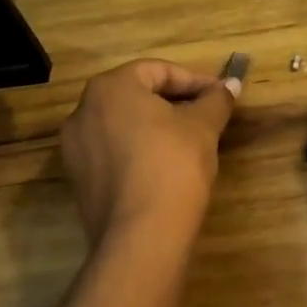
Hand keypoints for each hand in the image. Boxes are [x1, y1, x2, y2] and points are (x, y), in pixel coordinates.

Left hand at [58, 59, 239, 250]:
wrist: (142, 236)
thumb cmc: (173, 164)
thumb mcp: (203, 126)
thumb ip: (216, 100)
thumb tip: (231, 83)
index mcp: (110, 88)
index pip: (157, 70)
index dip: (193, 80)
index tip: (219, 95)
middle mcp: (83, 111)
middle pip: (136, 95)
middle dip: (173, 102)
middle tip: (206, 115)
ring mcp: (75, 148)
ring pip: (123, 124)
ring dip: (156, 126)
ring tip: (189, 141)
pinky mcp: (79, 181)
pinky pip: (112, 152)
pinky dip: (138, 150)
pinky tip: (165, 167)